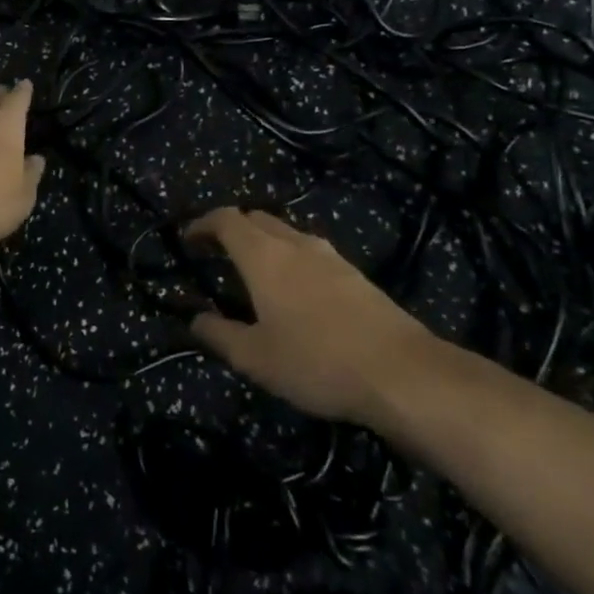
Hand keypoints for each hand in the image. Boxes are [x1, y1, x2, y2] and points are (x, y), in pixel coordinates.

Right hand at [185, 207, 438, 425]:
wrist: (404, 374)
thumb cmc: (317, 362)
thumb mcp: (255, 358)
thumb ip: (219, 335)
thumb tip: (195, 320)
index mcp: (263, 256)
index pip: (226, 219)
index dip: (203, 224)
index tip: (188, 240)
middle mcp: (295, 244)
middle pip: (257, 219)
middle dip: (233, 230)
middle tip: (217, 254)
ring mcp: (331, 258)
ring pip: (287, 234)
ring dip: (265, 244)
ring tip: (254, 273)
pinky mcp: (357, 276)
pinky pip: (312, 254)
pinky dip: (292, 260)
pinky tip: (297, 293)